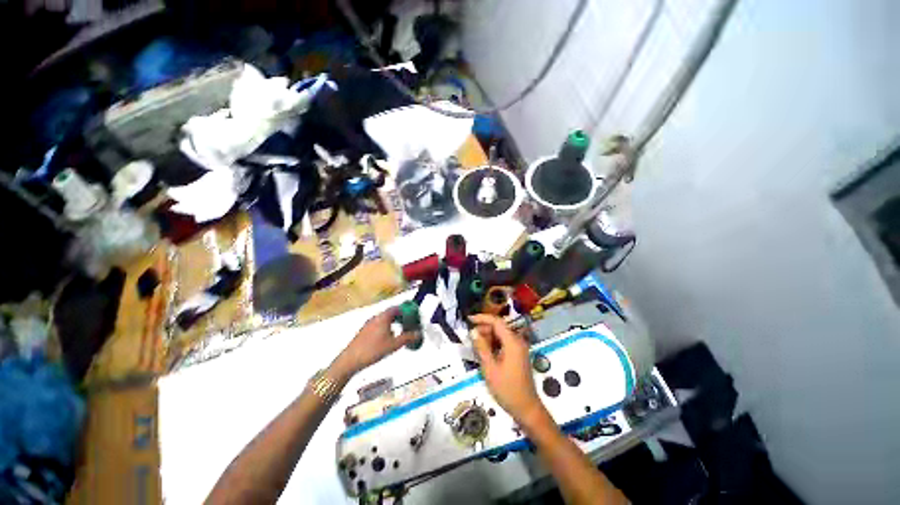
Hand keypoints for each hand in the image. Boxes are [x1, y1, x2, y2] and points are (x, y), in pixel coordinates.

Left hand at [330, 306, 417, 379]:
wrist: (350, 360)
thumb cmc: (373, 350)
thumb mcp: (394, 345)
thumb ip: (408, 338)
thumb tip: (418, 334)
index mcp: (383, 317)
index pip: (398, 307)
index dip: (407, 310)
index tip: (413, 315)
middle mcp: (376, 317)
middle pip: (391, 313)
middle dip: (401, 317)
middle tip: (409, 324)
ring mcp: (369, 324)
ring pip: (385, 319)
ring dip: (394, 323)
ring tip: (400, 332)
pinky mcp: (364, 331)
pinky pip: (379, 324)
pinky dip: (386, 327)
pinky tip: (388, 338)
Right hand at [470, 314, 546, 426]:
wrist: (526, 408)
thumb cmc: (507, 389)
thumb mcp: (490, 368)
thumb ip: (481, 347)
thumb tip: (473, 332)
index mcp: (512, 342)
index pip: (496, 321)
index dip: (482, 318)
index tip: (469, 319)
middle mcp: (517, 341)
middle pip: (499, 327)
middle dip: (484, 329)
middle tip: (471, 338)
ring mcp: (519, 348)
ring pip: (501, 335)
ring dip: (488, 337)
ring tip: (476, 346)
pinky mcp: (518, 355)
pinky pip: (504, 343)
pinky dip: (494, 344)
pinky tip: (485, 352)